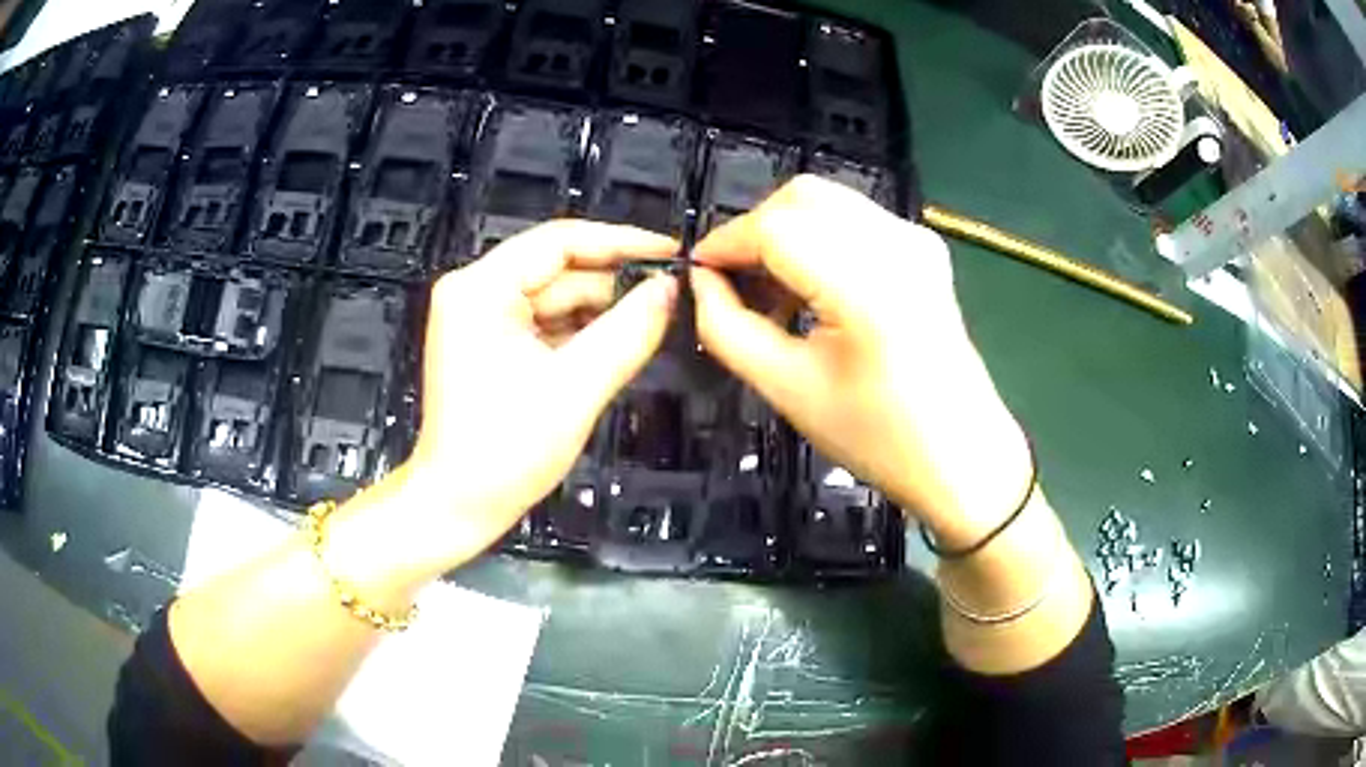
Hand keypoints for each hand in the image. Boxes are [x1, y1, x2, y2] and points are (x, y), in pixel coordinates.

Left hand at [330, 220, 677, 585]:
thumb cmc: (505, 452)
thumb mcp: (576, 388)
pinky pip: (547, 324)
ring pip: (557, 299)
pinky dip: (582, 334)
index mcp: (481, 288)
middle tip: (671, 298)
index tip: (671, 251)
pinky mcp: (491, 344)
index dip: (621, 242)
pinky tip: (617, 345)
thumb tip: (669, 289)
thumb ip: (628, 331)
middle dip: (614, 286)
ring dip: (602, 313)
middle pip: (559, 270)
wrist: (458, 507)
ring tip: (652, 324)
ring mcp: (481, 318)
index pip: (560, 241)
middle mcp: (476, 292)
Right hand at [690, 176, 1029, 546]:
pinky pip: (854, 219)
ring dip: (785, 232)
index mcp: (866, 284)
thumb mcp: (788, 389)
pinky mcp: (924, 247)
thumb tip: (702, 283)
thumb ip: (728, 328)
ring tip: (771, 294)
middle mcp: (897, 243)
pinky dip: (818, 238)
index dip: (725, 243)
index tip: (697, 273)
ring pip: (826, 202)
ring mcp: (916, 239)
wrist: (962, 456)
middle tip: (733, 283)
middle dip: (754, 230)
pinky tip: (810, 288)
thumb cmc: (878, 438)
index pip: (774, 229)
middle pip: (800, 197)